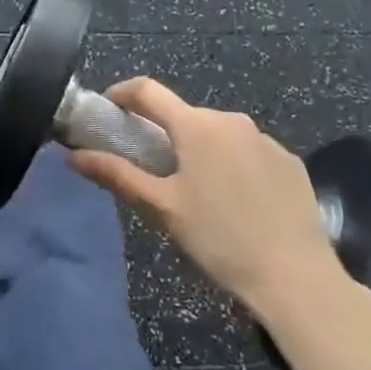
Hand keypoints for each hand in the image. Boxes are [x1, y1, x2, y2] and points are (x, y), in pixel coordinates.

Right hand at [70, 78, 367, 337]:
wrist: (297, 279)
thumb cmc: (219, 239)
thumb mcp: (161, 208)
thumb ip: (117, 175)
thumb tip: (73, 156)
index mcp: (196, 125)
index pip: (148, 90)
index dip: (122, 94)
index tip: (107, 109)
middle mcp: (231, 120)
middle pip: (184, 115)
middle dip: (163, 132)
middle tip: (150, 166)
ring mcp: (266, 139)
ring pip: (218, 134)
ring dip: (199, 149)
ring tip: (195, 190)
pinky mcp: (290, 162)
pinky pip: (249, 151)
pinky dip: (232, 164)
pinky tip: (236, 202)